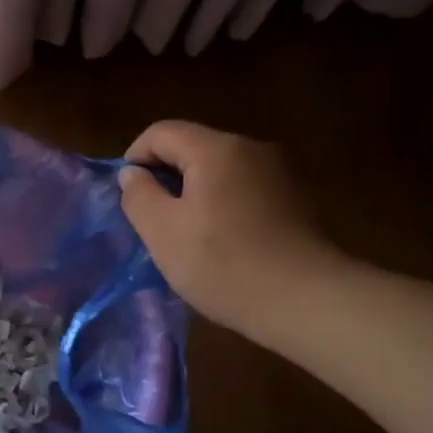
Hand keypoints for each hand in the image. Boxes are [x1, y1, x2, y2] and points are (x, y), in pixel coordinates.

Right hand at [118, 120, 342, 340]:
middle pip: (193, 148)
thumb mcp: (162, 232)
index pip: (161, 132)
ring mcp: (278, 173)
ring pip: (219, 170)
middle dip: (165, 177)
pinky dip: (222, 205)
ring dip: (194, 194)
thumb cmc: (223, 264)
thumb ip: (139, 195)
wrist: (304, 300)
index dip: (135, 157)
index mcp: (216, 149)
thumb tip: (133, 173)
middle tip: (152, 220)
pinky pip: (243, 189)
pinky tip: (221, 242)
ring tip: (185, 235)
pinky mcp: (294, 199)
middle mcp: (251, 149)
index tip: (128, 196)